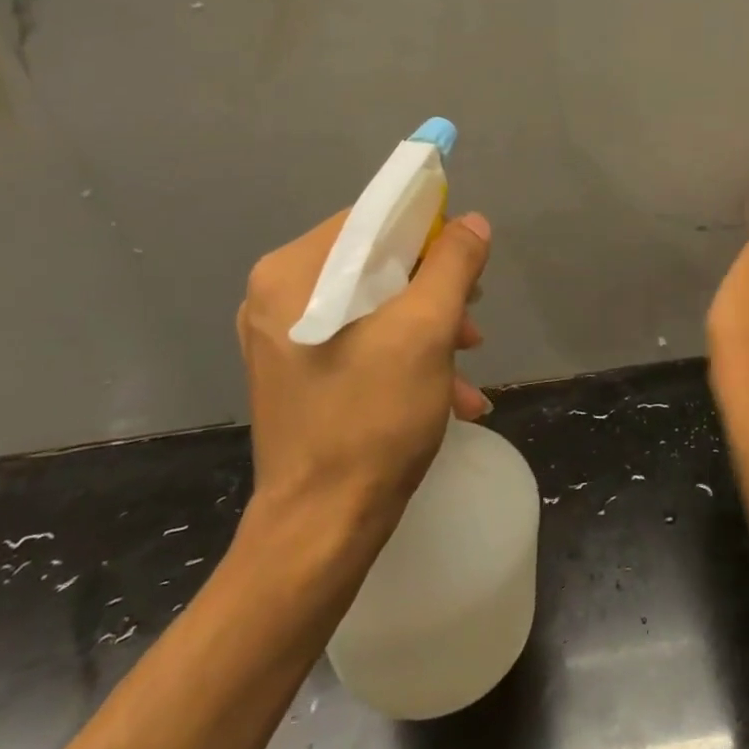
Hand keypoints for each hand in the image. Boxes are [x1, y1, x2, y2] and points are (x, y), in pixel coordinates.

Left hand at [236, 210, 493, 525]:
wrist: (322, 530)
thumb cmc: (372, 418)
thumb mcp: (426, 330)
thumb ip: (452, 264)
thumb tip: (471, 222)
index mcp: (292, 273)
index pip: (370, 219)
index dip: (427, 230)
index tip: (467, 260)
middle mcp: (277, 296)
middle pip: (374, 264)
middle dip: (433, 290)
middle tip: (471, 321)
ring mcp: (284, 338)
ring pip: (373, 305)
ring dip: (429, 327)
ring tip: (470, 363)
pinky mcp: (298, 372)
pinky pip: (361, 340)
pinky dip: (405, 355)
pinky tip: (453, 394)